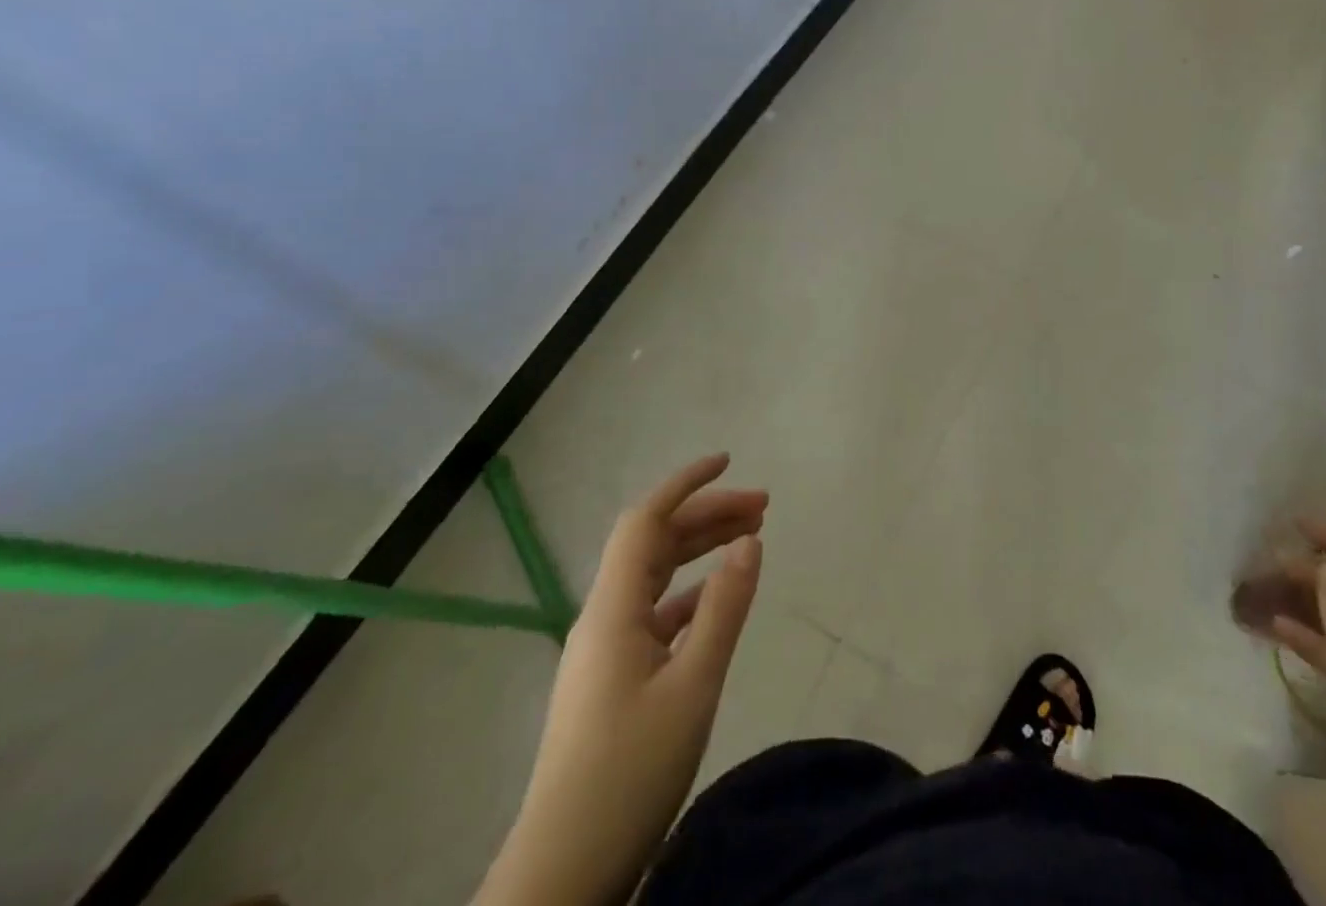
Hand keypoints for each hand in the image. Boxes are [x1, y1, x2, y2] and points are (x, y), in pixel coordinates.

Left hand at [477, 455, 765, 905]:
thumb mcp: (692, 686)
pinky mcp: (612, 682)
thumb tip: (750, 540)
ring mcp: (604, 652)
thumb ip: (723, 608)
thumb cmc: (629, 773)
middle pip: (654, 544)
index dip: (686, 484)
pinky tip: (716, 601)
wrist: (562, 875)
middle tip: (763, 507)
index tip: (729, 461)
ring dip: (700, 551)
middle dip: (707, 515)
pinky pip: (654, 613)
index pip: (646, 521)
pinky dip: (690, 593)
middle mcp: (603, 619)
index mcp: (613, 610)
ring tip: (750, 539)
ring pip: (655, 577)